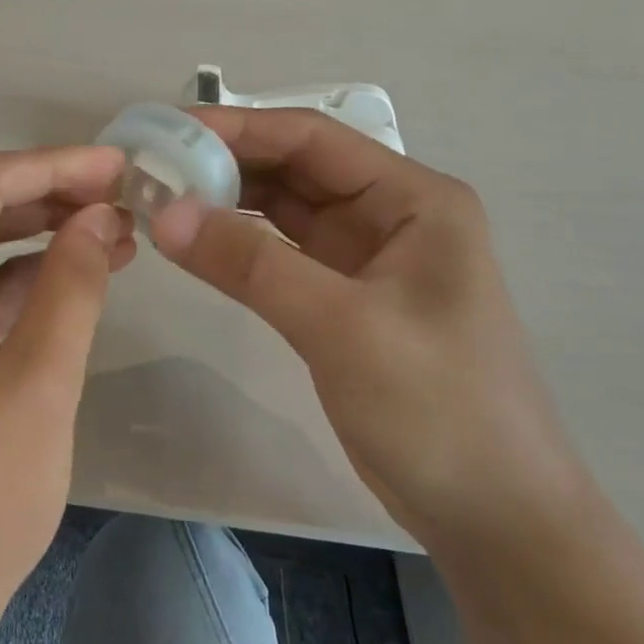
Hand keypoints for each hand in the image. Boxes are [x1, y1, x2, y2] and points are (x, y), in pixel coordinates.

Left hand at [0, 147, 135, 643]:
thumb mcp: (39, 388)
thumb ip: (70, 287)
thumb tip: (101, 215)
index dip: (50, 165)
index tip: (118, 166)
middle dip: (44, 190)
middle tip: (120, 195)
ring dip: (34, 228)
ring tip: (112, 229)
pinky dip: (15, 273)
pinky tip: (76, 270)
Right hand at [151, 108, 587, 551]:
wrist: (492, 514)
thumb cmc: (437, 407)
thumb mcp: (342, 326)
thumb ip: (249, 264)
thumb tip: (163, 213)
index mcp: (413, 199)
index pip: (312, 139)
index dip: (237, 129)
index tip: (168, 132)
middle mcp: (390, 215)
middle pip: (294, 170)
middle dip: (224, 165)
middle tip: (151, 169)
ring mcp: (365, 259)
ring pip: (283, 211)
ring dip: (226, 203)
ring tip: (159, 200)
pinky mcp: (343, 300)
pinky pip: (280, 255)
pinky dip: (237, 246)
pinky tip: (194, 244)